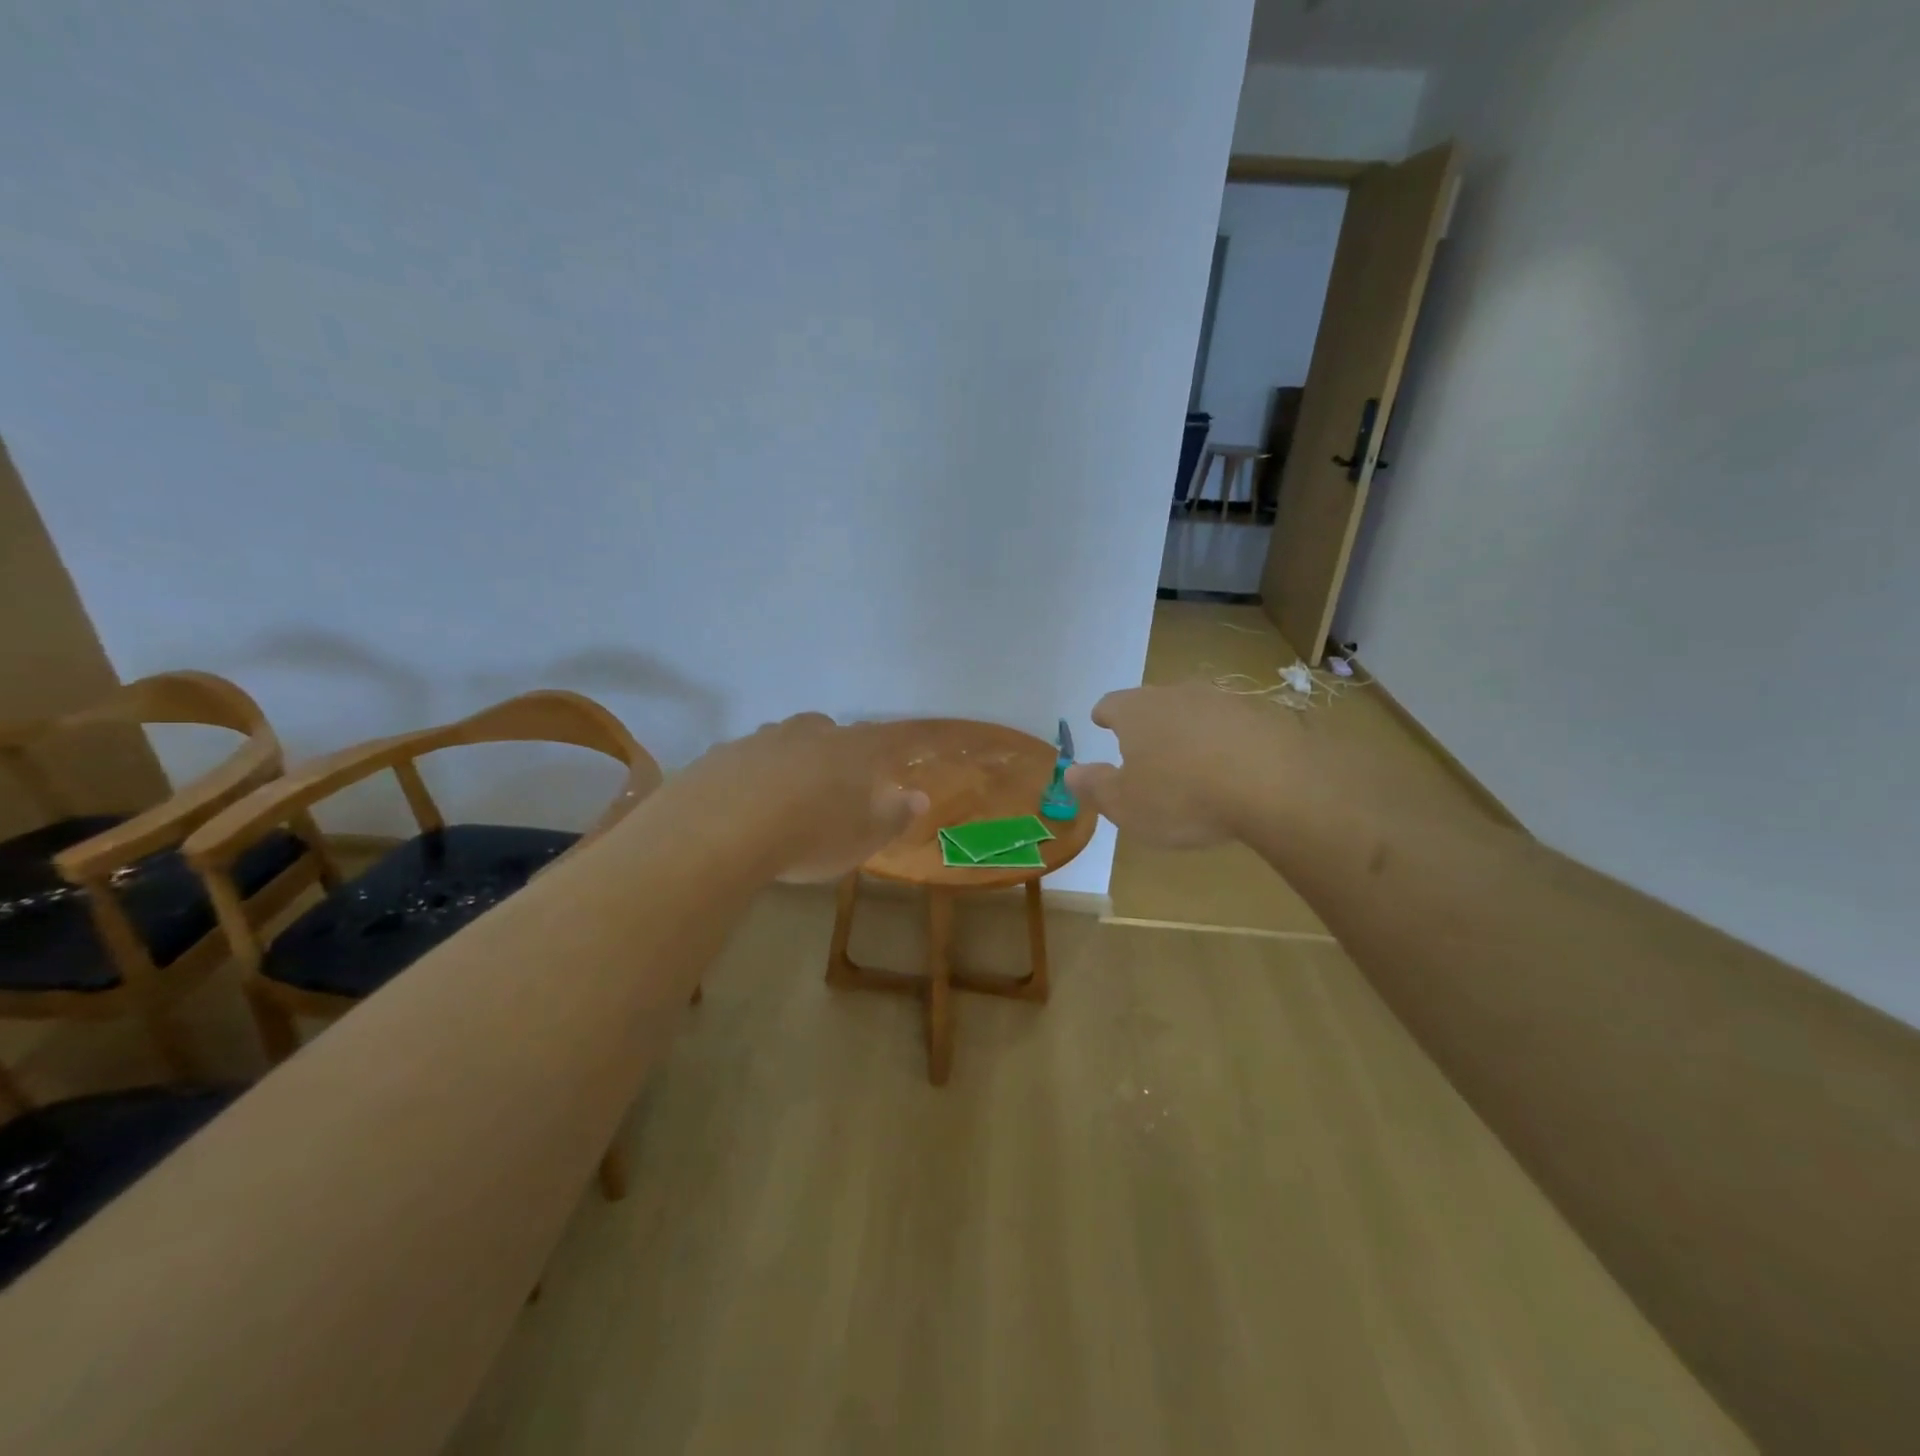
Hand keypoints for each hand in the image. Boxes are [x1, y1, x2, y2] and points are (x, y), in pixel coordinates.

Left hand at [674, 713, 928, 881]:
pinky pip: (749, 759)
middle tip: (839, 784)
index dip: (916, 738)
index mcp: (854, 750)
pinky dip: (755, 774)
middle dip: (841, 751)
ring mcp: (763, 738)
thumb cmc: (808, 837)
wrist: (719, 831)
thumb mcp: (862, 839)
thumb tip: (919, 797)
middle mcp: (811, 733)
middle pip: (833, 731)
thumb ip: (893, 816)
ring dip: (795, 759)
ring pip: (788, 741)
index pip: (896, 737)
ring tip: (790, 796)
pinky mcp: (724, 753)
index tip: (930, 739)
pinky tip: (747, 804)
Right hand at [1067, 683, 1286, 848]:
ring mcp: (1223, 701)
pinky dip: (1224, 742)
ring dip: (1187, 731)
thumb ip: (1094, 786)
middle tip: (1143, 746)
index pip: (1112, 704)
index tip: (1100, 721)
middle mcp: (1177, 695)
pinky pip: (1232, 727)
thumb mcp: (1125, 805)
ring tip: (1188, 760)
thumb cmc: (1182, 797)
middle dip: (1146, 723)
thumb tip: (1070, 772)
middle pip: (1153, 703)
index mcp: (1137, 712)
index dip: (1104, 714)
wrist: (1273, 784)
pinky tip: (1231, 768)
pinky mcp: (1262, 716)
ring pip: (1195, 712)